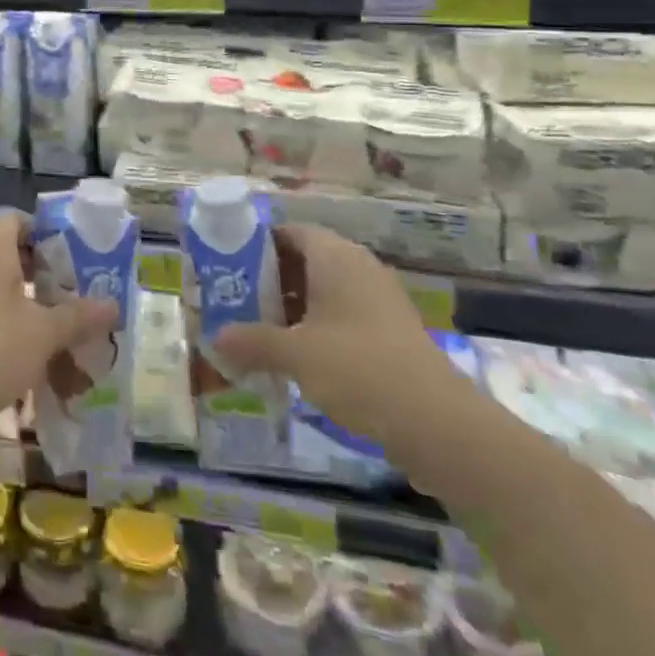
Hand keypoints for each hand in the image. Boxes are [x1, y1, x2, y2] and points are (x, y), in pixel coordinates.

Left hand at [0, 210, 116, 444]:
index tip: (68, 257)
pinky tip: (25, 365)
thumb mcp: (44, 334)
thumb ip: (78, 316)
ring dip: (22, 310)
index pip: (13, 219)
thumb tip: (113, 304)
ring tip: (54, 337)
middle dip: (38, 277)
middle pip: (5, 257)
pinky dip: (1, 334)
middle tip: (69, 299)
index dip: (41, 231)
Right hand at [214, 225, 478, 472]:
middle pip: (304, 261)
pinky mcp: (392, 331)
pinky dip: (318, 329)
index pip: (289, 232)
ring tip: (262, 334)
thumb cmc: (358, 369)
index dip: (257, 246)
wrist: (439, 423)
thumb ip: (252, 341)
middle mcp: (358, 267)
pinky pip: (344, 316)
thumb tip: (216, 338)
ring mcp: (379, 299)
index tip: (229, 269)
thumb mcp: (295, 355)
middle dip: (270, 282)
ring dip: (293, 309)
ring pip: (325, 292)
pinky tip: (299, 360)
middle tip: (238, 304)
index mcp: (334, 256)